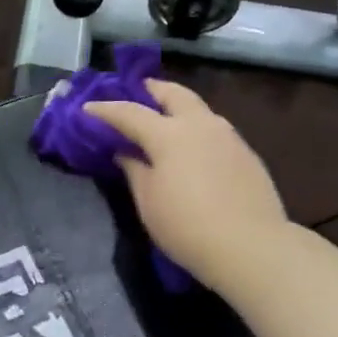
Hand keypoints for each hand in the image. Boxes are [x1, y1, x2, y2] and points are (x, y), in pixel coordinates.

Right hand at [85, 79, 289, 299]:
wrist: (251, 247)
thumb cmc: (186, 226)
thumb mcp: (148, 201)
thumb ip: (134, 170)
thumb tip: (125, 152)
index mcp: (169, 134)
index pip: (129, 112)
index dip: (105, 109)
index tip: (87, 108)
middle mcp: (200, 125)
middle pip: (173, 93)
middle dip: (151, 89)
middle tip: (135, 92)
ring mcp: (228, 137)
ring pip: (198, 109)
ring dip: (177, 107)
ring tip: (163, 119)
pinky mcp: (246, 153)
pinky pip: (214, 129)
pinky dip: (195, 128)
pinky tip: (191, 147)